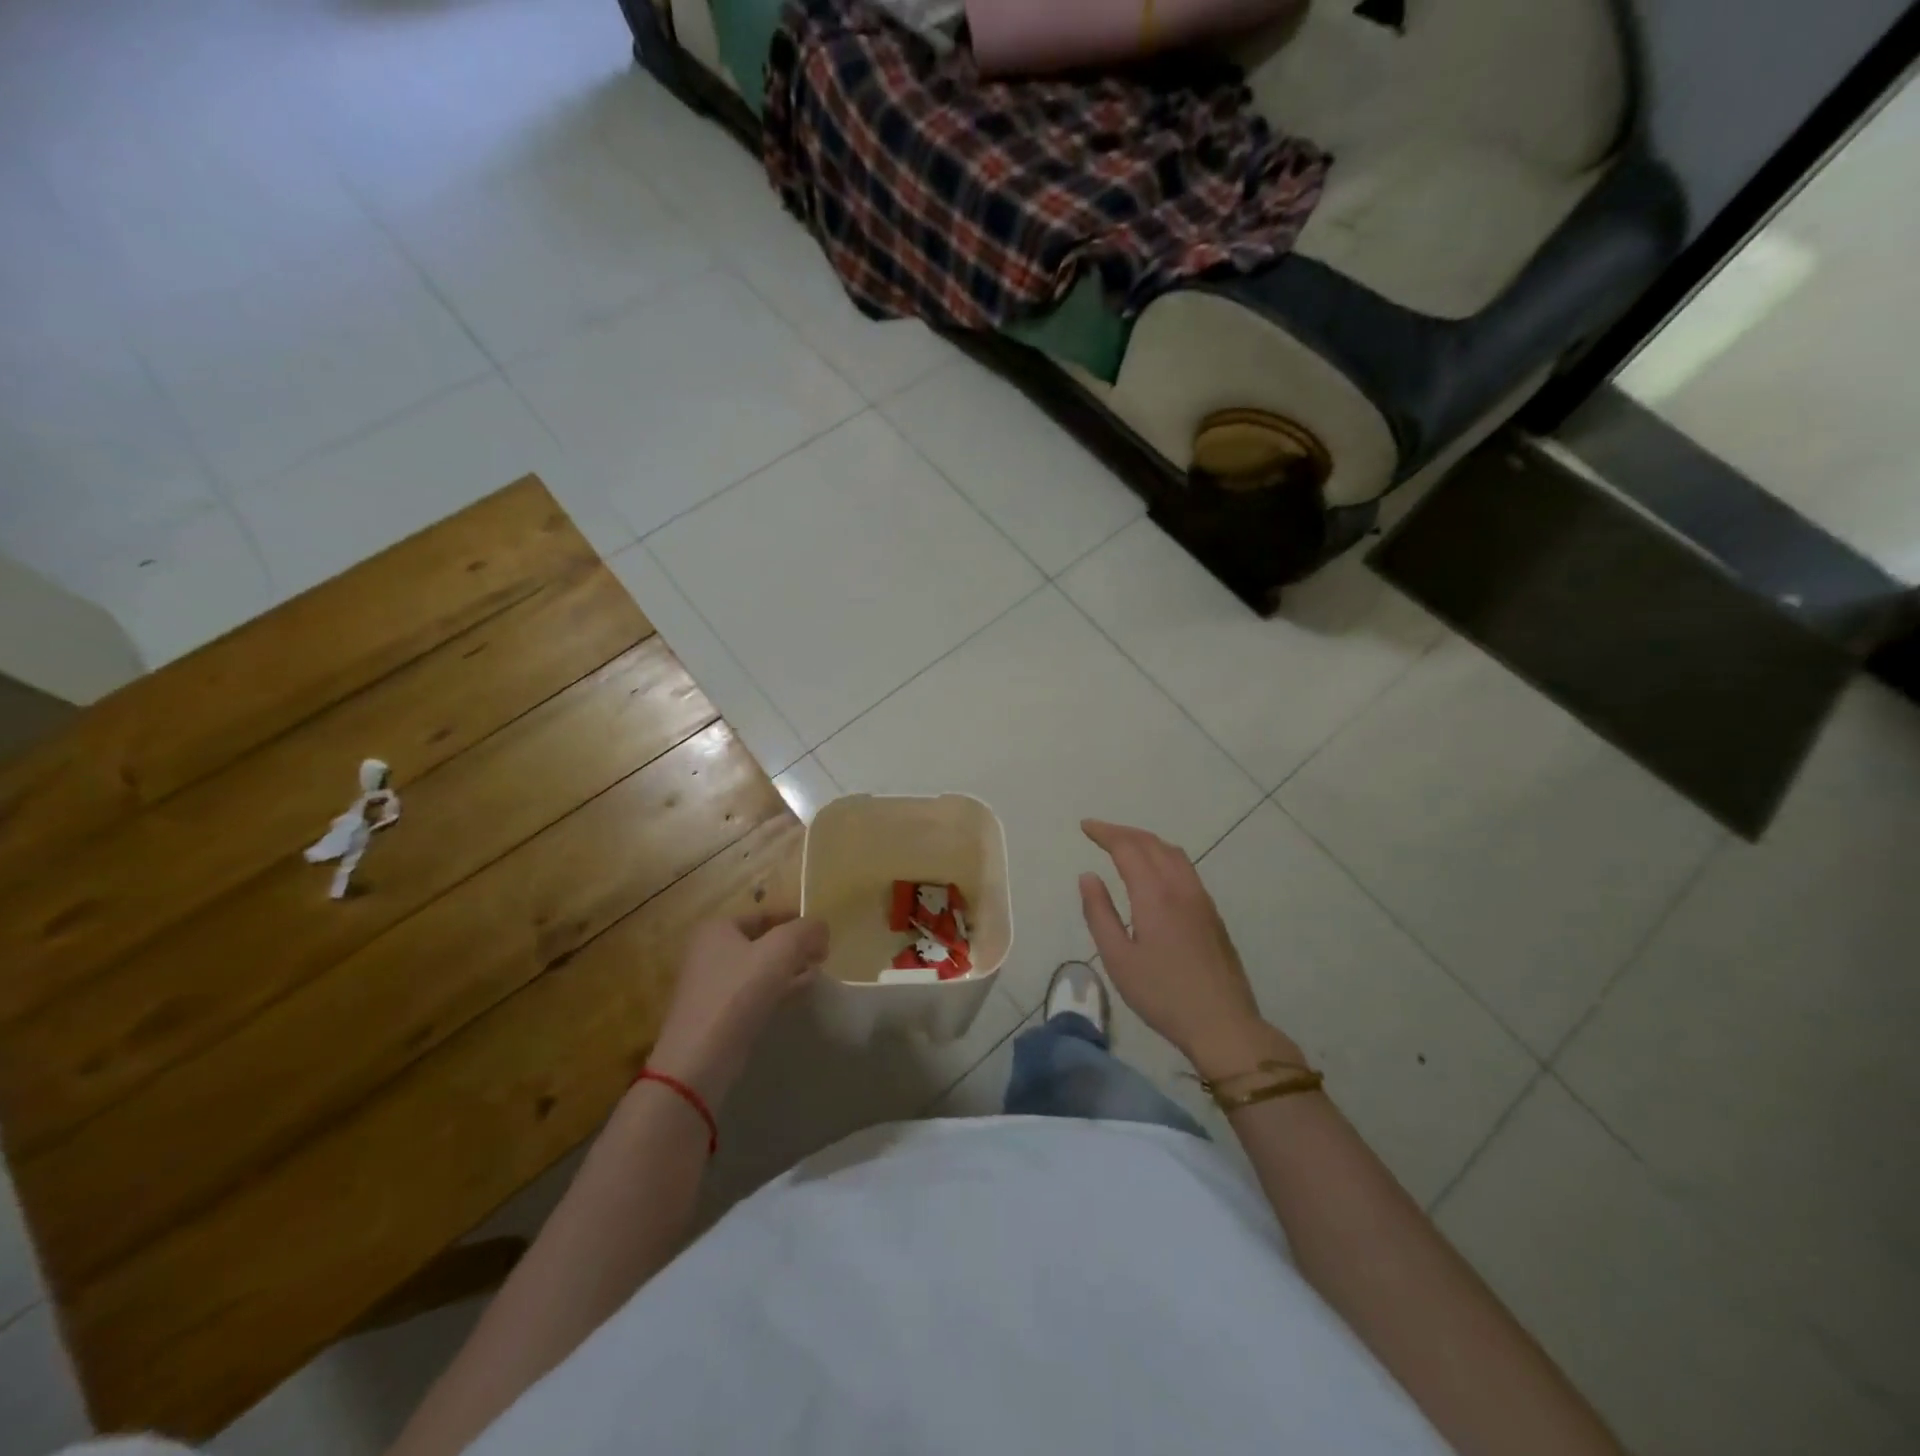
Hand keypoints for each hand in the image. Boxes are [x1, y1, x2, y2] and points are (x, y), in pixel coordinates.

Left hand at [647, 914, 828, 1103]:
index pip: (764, 914)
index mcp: (717, 928)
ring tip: (816, 974)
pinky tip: (798, 994)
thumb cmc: (738, 993)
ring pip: (760, 968)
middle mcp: (709, 951)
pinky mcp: (718, 1013)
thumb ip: (805, 931)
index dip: (795, 920)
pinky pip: (753, 992)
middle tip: (822, 955)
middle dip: (794, 947)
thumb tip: (821, 927)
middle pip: (762, 941)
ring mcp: (712, 984)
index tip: (821, 932)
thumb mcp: (780, 951)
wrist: (700, 1058)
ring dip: (789, 968)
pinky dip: (777, 988)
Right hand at [1078, 819, 1302, 1078]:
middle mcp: (1180, 887)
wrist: (1222, 1023)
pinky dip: (1163, 855)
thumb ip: (1099, 913)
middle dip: (1123, 832)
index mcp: (1154, 894)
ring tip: (1124, 845)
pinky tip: (1154, 871)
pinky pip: (1185, 867)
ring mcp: (1201, 898)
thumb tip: (1088, 876)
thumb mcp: (1118, 958)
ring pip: (1173, 853)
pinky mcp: (1212, 913)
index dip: (1105, 833)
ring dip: (1146, 841)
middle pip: (1152, 843)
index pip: (1127, 848)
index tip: (1085, 827)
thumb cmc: (1162, 994)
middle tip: (1098, 832)